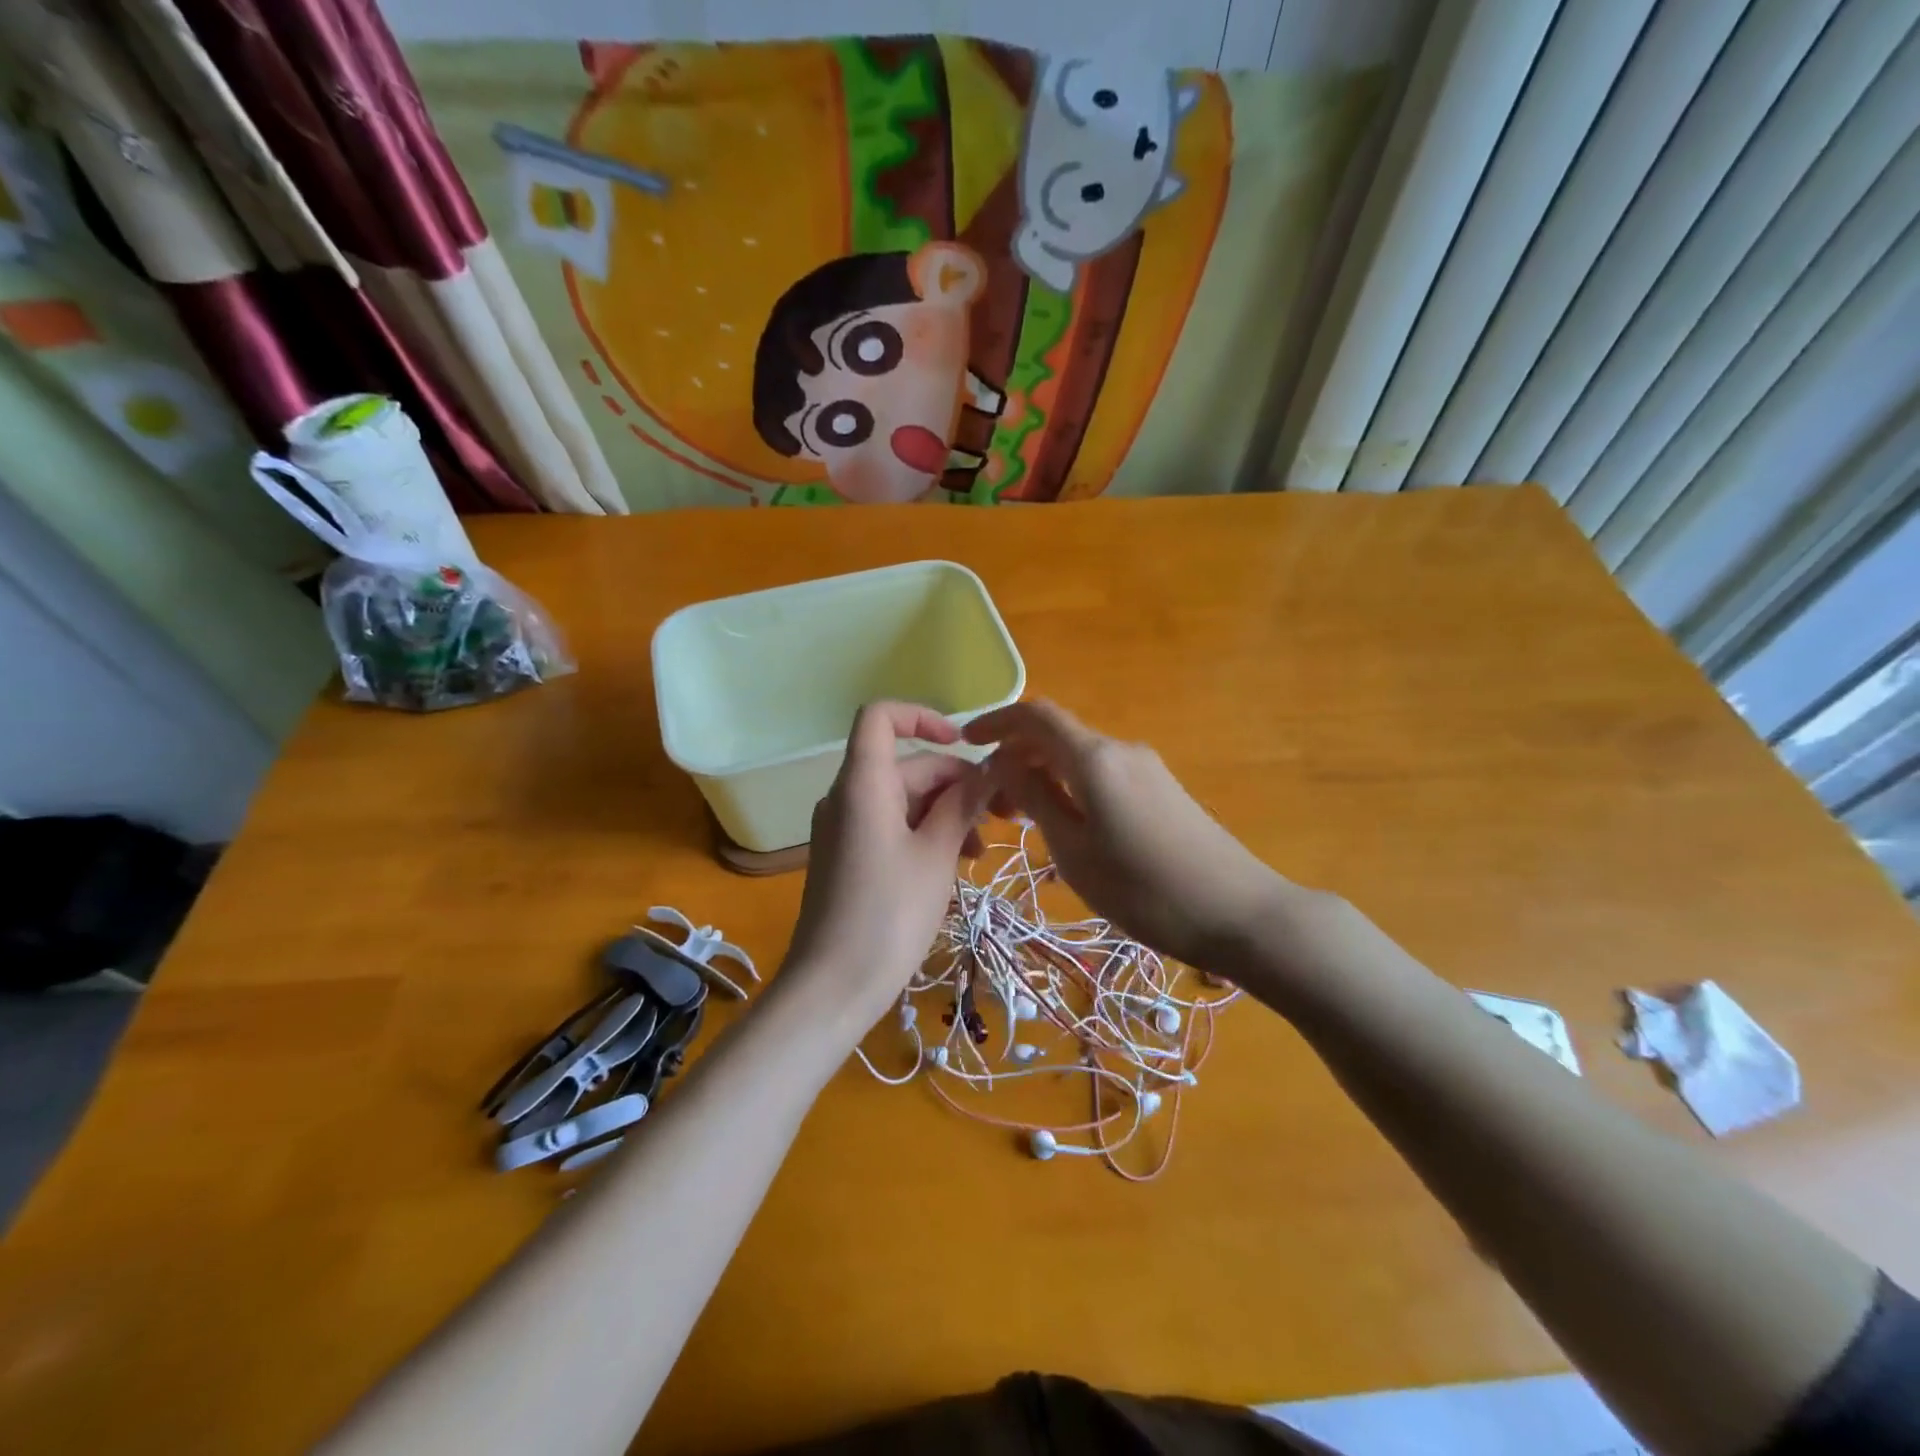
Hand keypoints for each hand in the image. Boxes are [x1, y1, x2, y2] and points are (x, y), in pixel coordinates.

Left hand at [781, 702, 989, 1038]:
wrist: (833, 986)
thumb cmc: (889, 914)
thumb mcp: (937, 855)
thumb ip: (963, 803)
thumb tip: (989, 768)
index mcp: (863, 784)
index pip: (880, 717)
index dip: (922, 716)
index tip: (963, 744)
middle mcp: (847, 796)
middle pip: (907, 766)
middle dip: (957, 784)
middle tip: (1004, 818)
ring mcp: (844, 828)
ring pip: (904, 800)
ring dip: (946, 813)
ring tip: (980, 852)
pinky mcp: (847, 856)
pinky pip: (890, 826)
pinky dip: (924, 834)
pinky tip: (954, 865)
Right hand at [964, 700, 1292, 972]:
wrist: (1240, 912)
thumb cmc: (1146, 889)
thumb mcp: (1075, 851)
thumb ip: (1035, 799)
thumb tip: (1003, 762)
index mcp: (1094, 758)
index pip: (1035, 715)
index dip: (996, 721)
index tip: (965, 743)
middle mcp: (1120, 750)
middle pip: (1055, 736)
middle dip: (1015, 758)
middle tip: (990, 806)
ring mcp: (1146, 769)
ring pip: (1078, 758)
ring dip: (1042, 777)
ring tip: (1020, 822)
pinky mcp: (1161, 790)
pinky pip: (1101, 775)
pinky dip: (1070, 788)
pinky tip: (1065, 829)